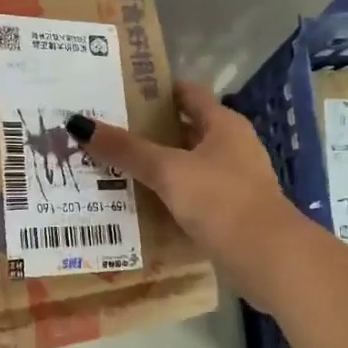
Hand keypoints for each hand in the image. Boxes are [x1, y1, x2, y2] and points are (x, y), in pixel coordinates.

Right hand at [72, 80, 309, 303]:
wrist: (268, 258)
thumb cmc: (221, 200)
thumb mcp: (168, 171)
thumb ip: (126, 149)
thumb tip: (78, 124)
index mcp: (223, 124)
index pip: (186, 93)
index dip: (155, 90)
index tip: (119, 91)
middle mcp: (231, 146)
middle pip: (184, 129)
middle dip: (147, 131)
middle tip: (105, 132)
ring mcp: (232, 181)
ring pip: (186, 165)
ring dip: (156, 166)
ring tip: (111, 167)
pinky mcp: (229, 212)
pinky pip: (191, 195)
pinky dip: (167, 195)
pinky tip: (138, 204)